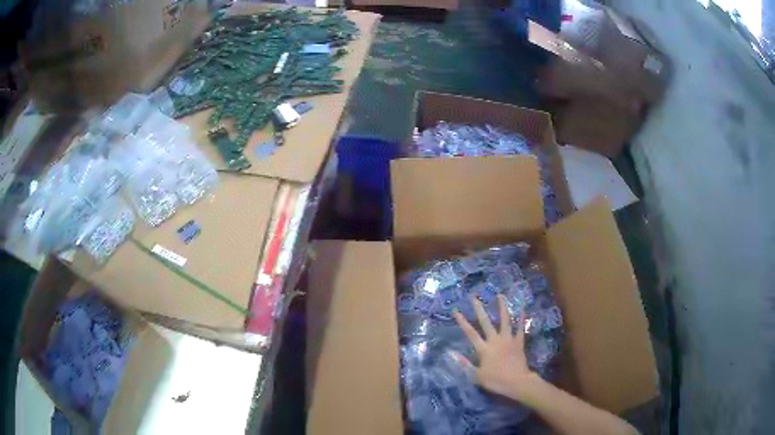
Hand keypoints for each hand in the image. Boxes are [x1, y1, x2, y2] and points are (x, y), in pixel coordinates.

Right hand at [452, 295, 541, 401]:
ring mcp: (508, 339)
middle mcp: (495, 340)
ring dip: (502, 307)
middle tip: (474, 297)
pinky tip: (522, 308)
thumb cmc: (496, 380)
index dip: (462, 322)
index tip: (456, 311)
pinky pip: (520, 328)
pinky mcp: (519, 342)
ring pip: (505, 320)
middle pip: (486, 322)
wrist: (517, 382)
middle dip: (479, 309)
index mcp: (484, 349)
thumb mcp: (476, 376)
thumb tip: (451, 353)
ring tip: (500, 295)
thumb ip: (464, 364)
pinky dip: (521, 318)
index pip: (470, 333)